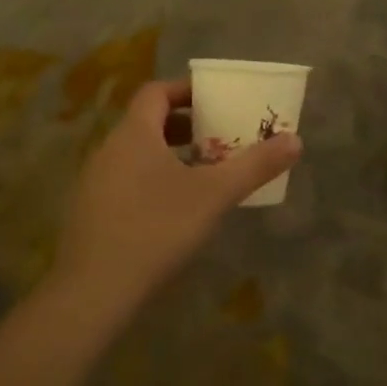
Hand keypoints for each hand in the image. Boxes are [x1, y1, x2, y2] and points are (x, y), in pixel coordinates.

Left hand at [46, 79, 299, 319]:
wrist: (92, 295)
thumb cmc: (156, 229)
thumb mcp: (215, 195)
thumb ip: (255, 165)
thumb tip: (296, 140)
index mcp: (134, 134)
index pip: (156, 92)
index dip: (186, 90)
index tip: (216, 99)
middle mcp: (109, 150)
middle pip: (148, 122)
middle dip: (186, 125)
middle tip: (220, 135)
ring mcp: (95, 183)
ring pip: (137, 153)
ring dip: (171, 153)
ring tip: (205, 172)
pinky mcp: (91, 214)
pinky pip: (126, 180)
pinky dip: (154, 179)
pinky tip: (177, 208)